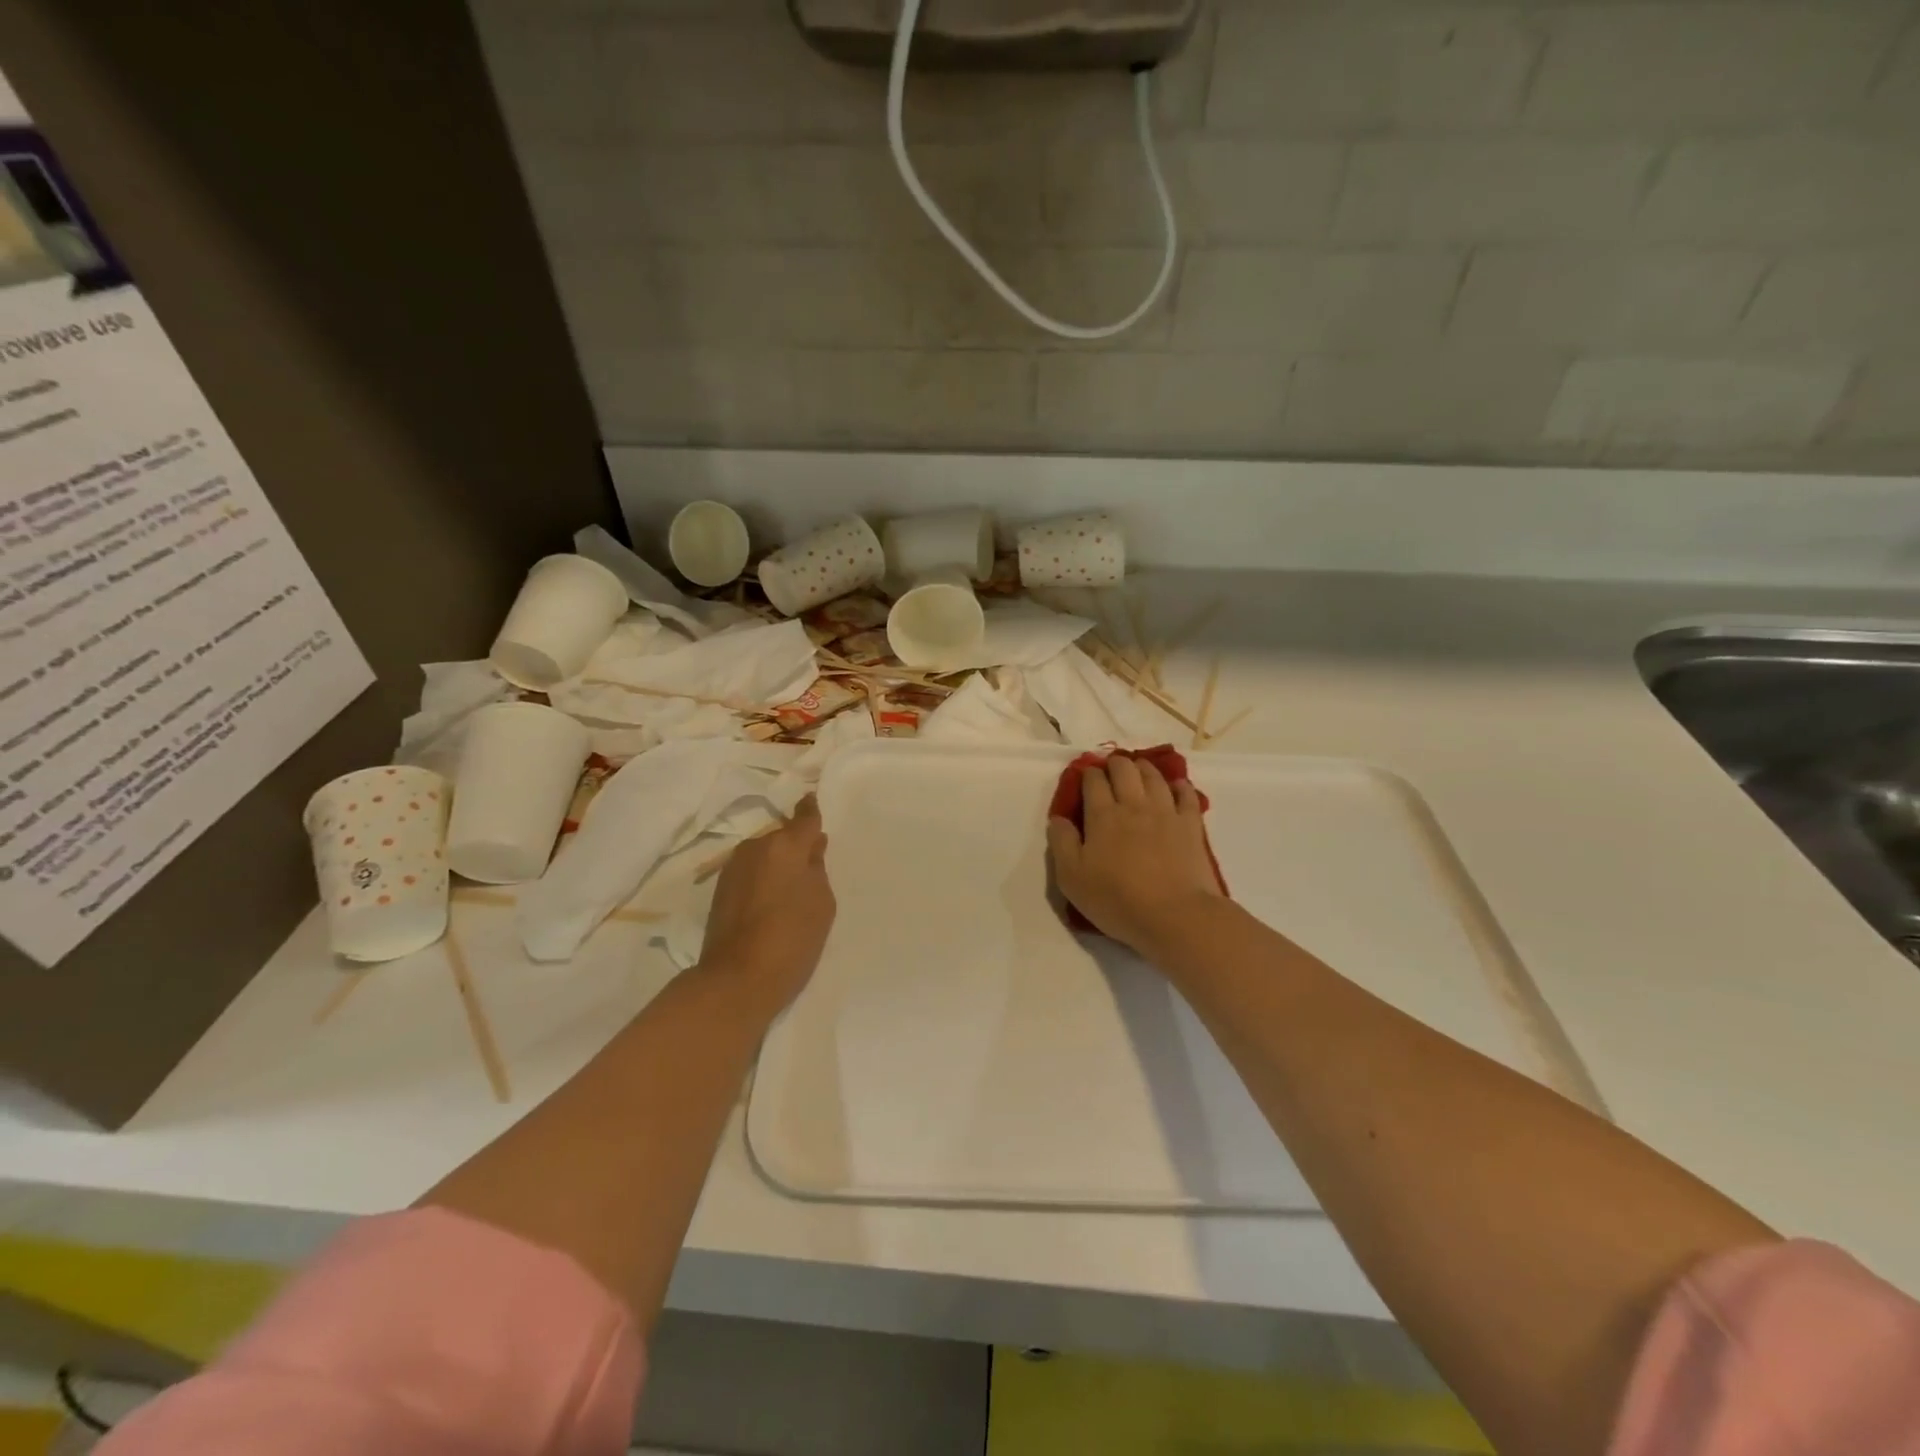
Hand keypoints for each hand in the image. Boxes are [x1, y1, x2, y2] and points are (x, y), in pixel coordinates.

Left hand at [699, 796, 835, 1015]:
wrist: (737, 979)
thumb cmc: (792, 939)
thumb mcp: (822, 903)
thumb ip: (817, 869)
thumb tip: (810, 850)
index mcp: (785, 846)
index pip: (804, 818)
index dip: (811, 810)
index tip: (813, 801)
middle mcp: (756, 847)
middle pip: (782, 838)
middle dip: (795, 846)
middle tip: (811, 867)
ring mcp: (733, 867)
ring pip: (764, 855)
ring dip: (776, 864)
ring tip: (790, 890)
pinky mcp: (720, 889)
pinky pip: (750, 872)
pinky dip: (761, 879)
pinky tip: (770, 902)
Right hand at [1048, 756, 1226, 958]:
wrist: (1174, 915)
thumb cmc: (1117, 899)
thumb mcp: (1072, 878)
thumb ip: (1062, 843)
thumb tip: (1058, 818)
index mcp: (1102, 816)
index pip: (1093, 781)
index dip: (1088, 774)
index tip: (1085, 775)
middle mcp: (1134, 805)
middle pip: (1124, 770)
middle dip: (1115, 764)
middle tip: (1110, 769)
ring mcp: (1166, 812)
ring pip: (1154, 777)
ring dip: (1143, 768)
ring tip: (1138, 770)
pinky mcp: (1191, 825)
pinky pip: (1187, 795)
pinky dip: (1180, 786)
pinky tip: (1176, 786)